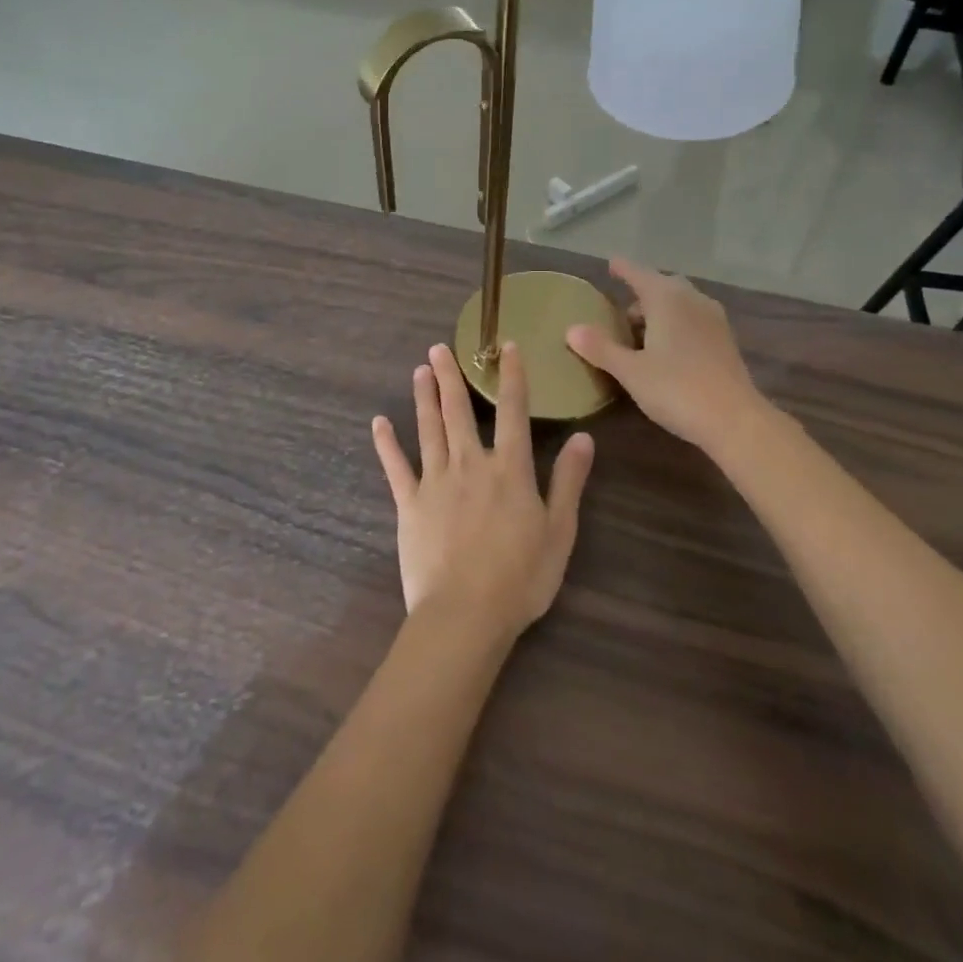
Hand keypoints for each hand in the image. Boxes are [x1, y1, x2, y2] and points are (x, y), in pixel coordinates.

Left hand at [371, 342, 594, 635]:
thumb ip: (569, 481)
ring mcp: (435, 481)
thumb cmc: (520, 577)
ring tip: (420, 370)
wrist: (465, 615)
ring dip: (424, 397)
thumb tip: (584, 438)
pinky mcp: (409, 503)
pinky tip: (379, 422)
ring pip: (429, 429)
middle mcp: (470, 463)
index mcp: (509, 469)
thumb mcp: (559, 530)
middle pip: (459, 411)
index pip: (514, 411)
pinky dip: (386, 443)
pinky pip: (395, 466)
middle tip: (439, 347)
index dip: (512, 376)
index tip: (507, 347)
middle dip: (451, 377)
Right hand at [565, 259, 766, 455]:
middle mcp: (692, 300)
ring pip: (681, 303)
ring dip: (660, 310)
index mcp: (667, 299)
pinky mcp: (724, 340)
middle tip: (622, 312)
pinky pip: (694, 319)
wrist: (735, 419)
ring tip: (641, 333)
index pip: (639, 273)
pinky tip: (667, 349)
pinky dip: (677, 324)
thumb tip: (571, 329)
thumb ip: (601, 348)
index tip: (611, 263)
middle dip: (642, 292)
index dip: (623, 268)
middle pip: (663, 286)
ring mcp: (713, 319)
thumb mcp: (631, 371)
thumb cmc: (677, 389)